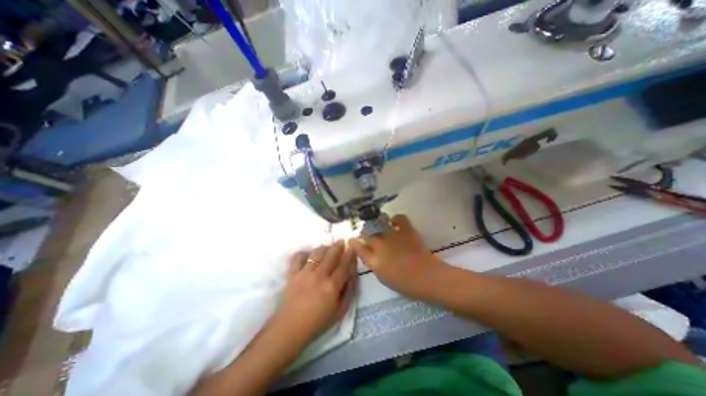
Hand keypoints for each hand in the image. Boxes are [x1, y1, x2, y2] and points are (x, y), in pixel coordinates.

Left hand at [276, 239, 359, 341]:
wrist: (290, 328)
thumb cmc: (318, 321)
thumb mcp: (340, 310)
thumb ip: (349, 291)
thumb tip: (354, 274)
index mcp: (332, 286)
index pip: (344, 265)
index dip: (349, 255)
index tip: (352, 247)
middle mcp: (319, 276)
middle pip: (331, 255)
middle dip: (338, 246)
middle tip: (341, 241)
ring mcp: (304, 273)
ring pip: (316, 253)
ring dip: (323, 247)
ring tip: (327, 246)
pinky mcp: (292, 274)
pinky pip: (297, 257)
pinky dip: (303, 253)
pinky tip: (308, 254)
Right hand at [349, 217, 438, 297]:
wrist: (427, 277)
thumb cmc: (405, 284)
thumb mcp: (383, 278)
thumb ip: (374, 264)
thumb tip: (371, 255)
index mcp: (373, 260)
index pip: (358, 247)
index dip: (354, 242)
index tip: (352, 239)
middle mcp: (380, 245)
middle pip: (366, 232)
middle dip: (365, 231)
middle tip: (368, 232)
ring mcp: (392, 235)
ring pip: (378, 223)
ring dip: (377, 223)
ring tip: (379, 224)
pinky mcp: (406, 230)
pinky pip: (398, 218)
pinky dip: (396, 219)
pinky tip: (395, 222)